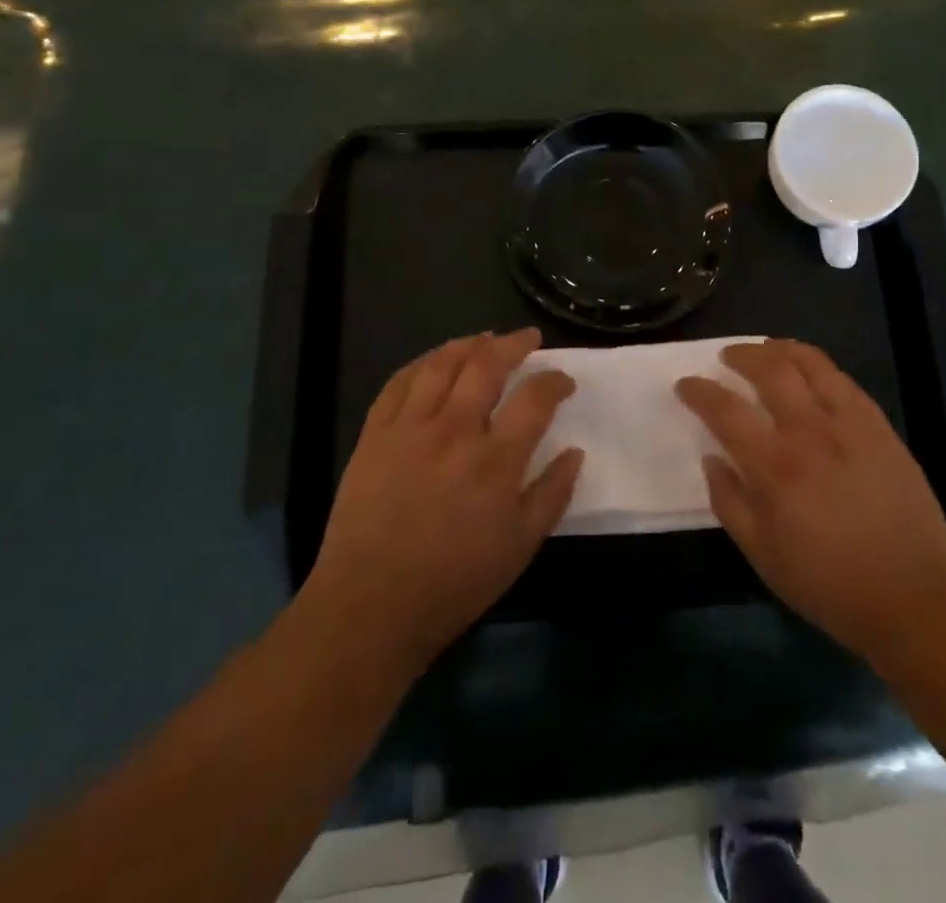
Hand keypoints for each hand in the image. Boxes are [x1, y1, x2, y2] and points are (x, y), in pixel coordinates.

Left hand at [297, 330, 581, 676]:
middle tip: (528, 338)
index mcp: (496, 460)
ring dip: (468, 344)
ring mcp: (410, 428)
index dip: (556, 381)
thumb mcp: (520, 547)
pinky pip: (399, 383)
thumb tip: (575, 452)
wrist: (371, 606)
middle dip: (514, 343)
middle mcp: (455, 431)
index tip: (563, 381)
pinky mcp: (375, 434)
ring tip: (484, 339)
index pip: (535, 398)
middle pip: (488, 365)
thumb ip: (552, 494)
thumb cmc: (454, 582)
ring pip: (442, 364)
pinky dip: (422, 363)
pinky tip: (434, 362)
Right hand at [677, 340, 945, 663]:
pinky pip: (843, 380)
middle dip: (741, 355)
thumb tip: (711, 459)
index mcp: (774, 466)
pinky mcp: (879, 426)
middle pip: (770, 369)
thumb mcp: (762, 555)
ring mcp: (849, 423)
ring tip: (766, 350)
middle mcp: (809, 431)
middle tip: (727, 358)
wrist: (912, 594)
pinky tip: (810, 374)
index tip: (686, 385)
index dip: (700, 391)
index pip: (726, 410)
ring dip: (780, 349)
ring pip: (810, 363)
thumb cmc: (828, 583)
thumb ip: (729, 502)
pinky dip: (818, 367)